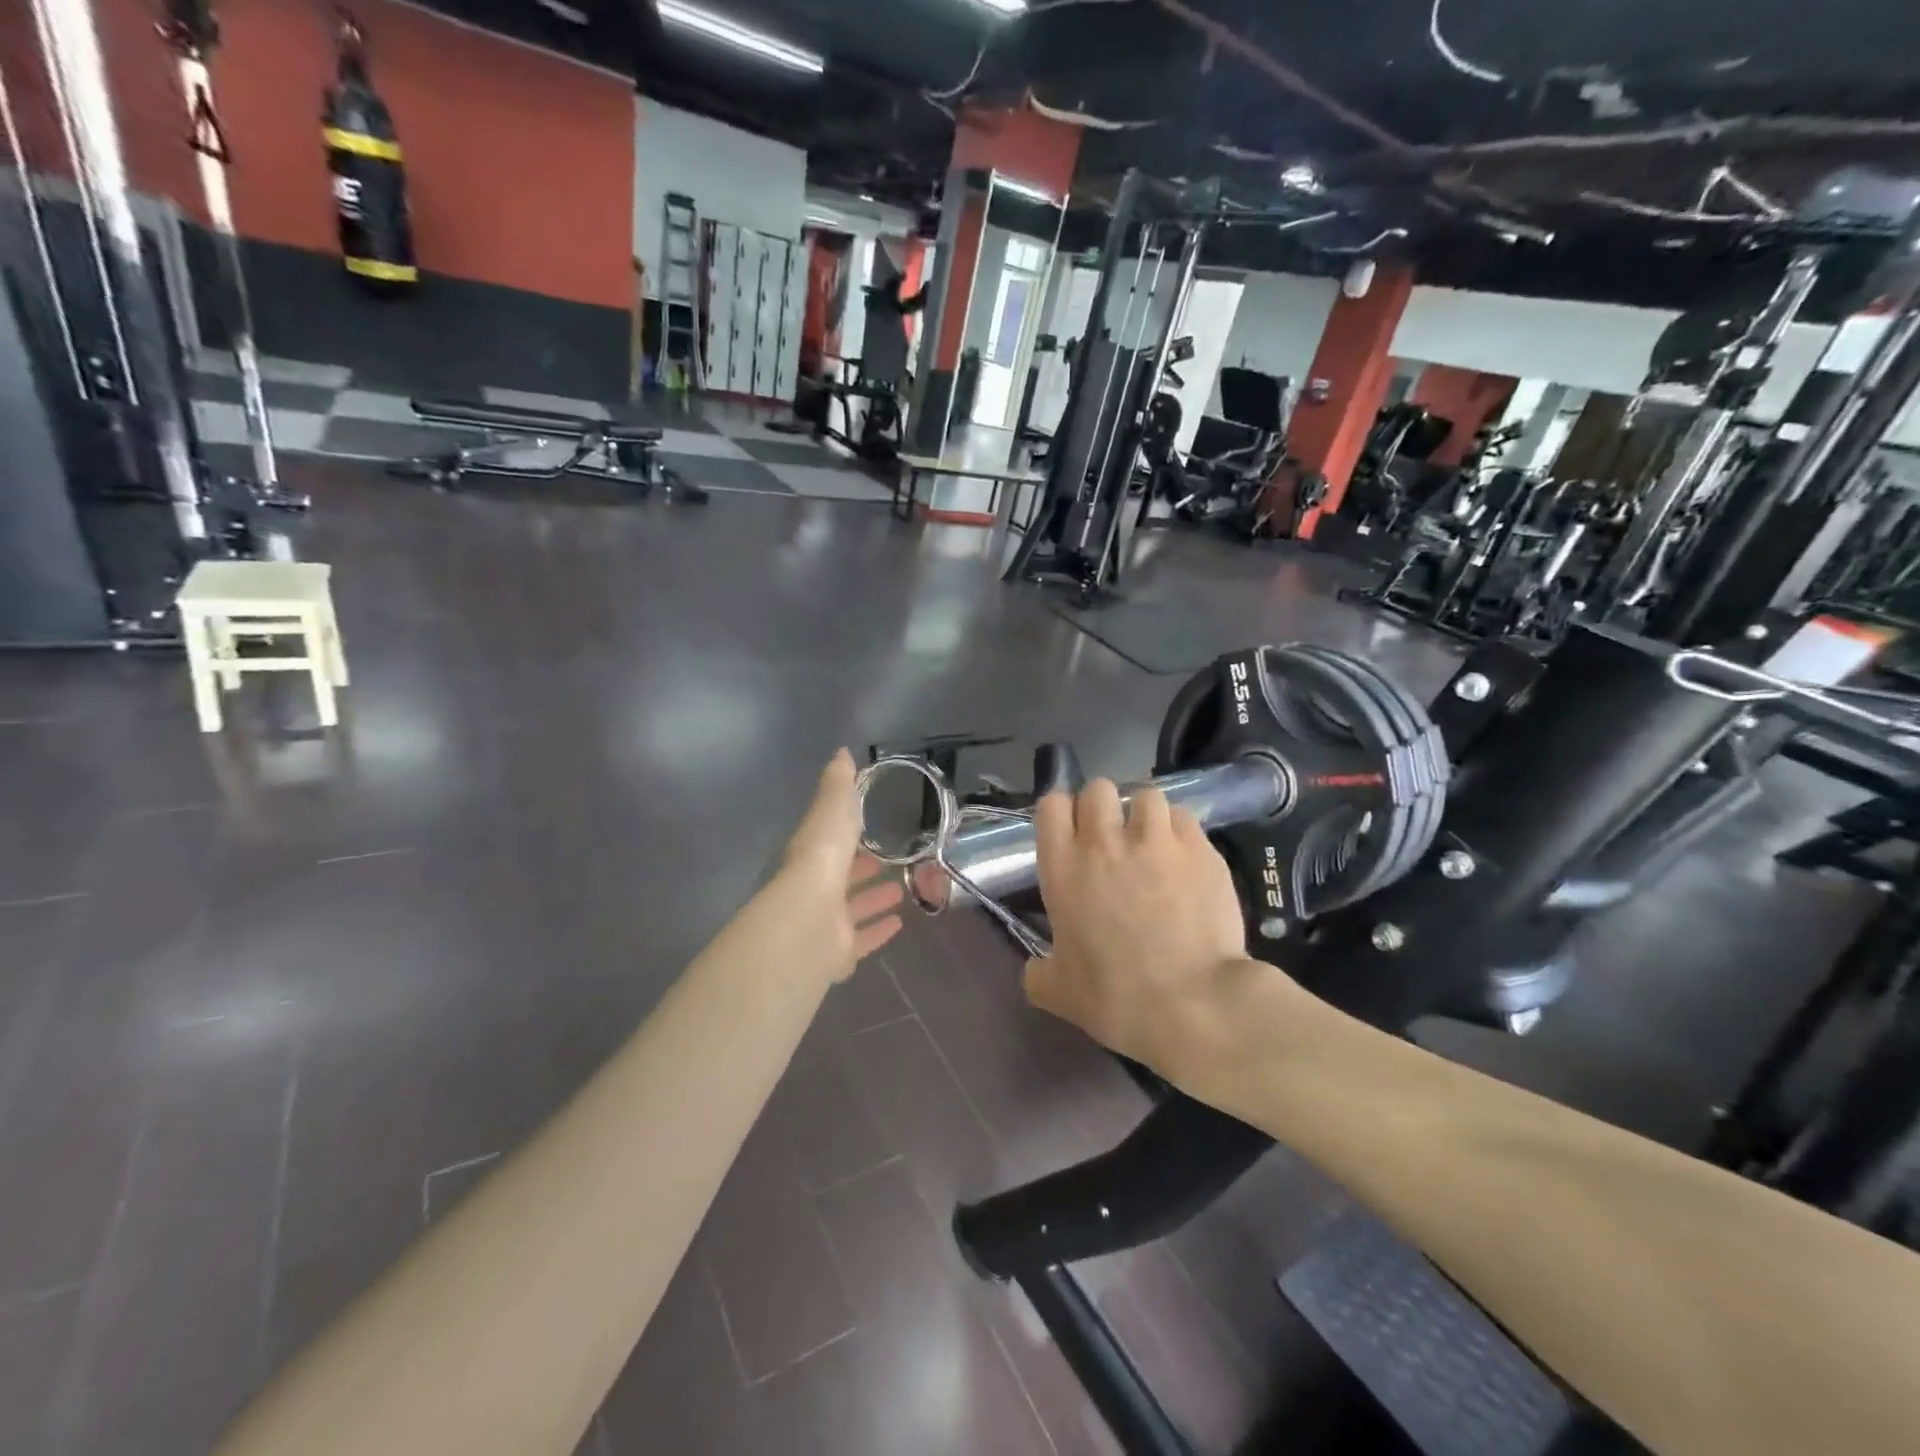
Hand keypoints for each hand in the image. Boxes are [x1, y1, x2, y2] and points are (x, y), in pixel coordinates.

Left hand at [764, 749, 904, 983]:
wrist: (811, 919)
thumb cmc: (822, 858)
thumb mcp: (833, 810)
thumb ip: (839, 786)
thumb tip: (842, 752)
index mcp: (813, 855)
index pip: (831, 841)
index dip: (849, 834)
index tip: (871, 827)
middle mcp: (816, 889)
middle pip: (843, 877)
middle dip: (864, 868)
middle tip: (891, 860)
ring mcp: (826, 923)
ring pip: (852, 909)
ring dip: (874, 898)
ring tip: (902, 890)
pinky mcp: (839, 952)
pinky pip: (862, 940)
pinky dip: (878, 931)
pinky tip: (899, 924)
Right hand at [1025, 780, 1250, 1075]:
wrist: (1192, 1004)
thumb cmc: (1116, 998)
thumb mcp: (1059, 993)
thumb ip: (1039, 973)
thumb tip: (1035, 969)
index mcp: (1063, 867)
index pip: (1051, 805)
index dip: (1061, 814)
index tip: (1070, 834)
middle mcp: (1104, 842)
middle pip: (1098, 789)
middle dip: (1103, 806)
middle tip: (1112, 838)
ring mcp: (1156, 840)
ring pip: (1146, 795)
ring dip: (1144, 814)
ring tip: (1153, 842)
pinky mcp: (1200, 849)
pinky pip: (1184, 818)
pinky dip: (1180, 831)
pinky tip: (1185, 857)